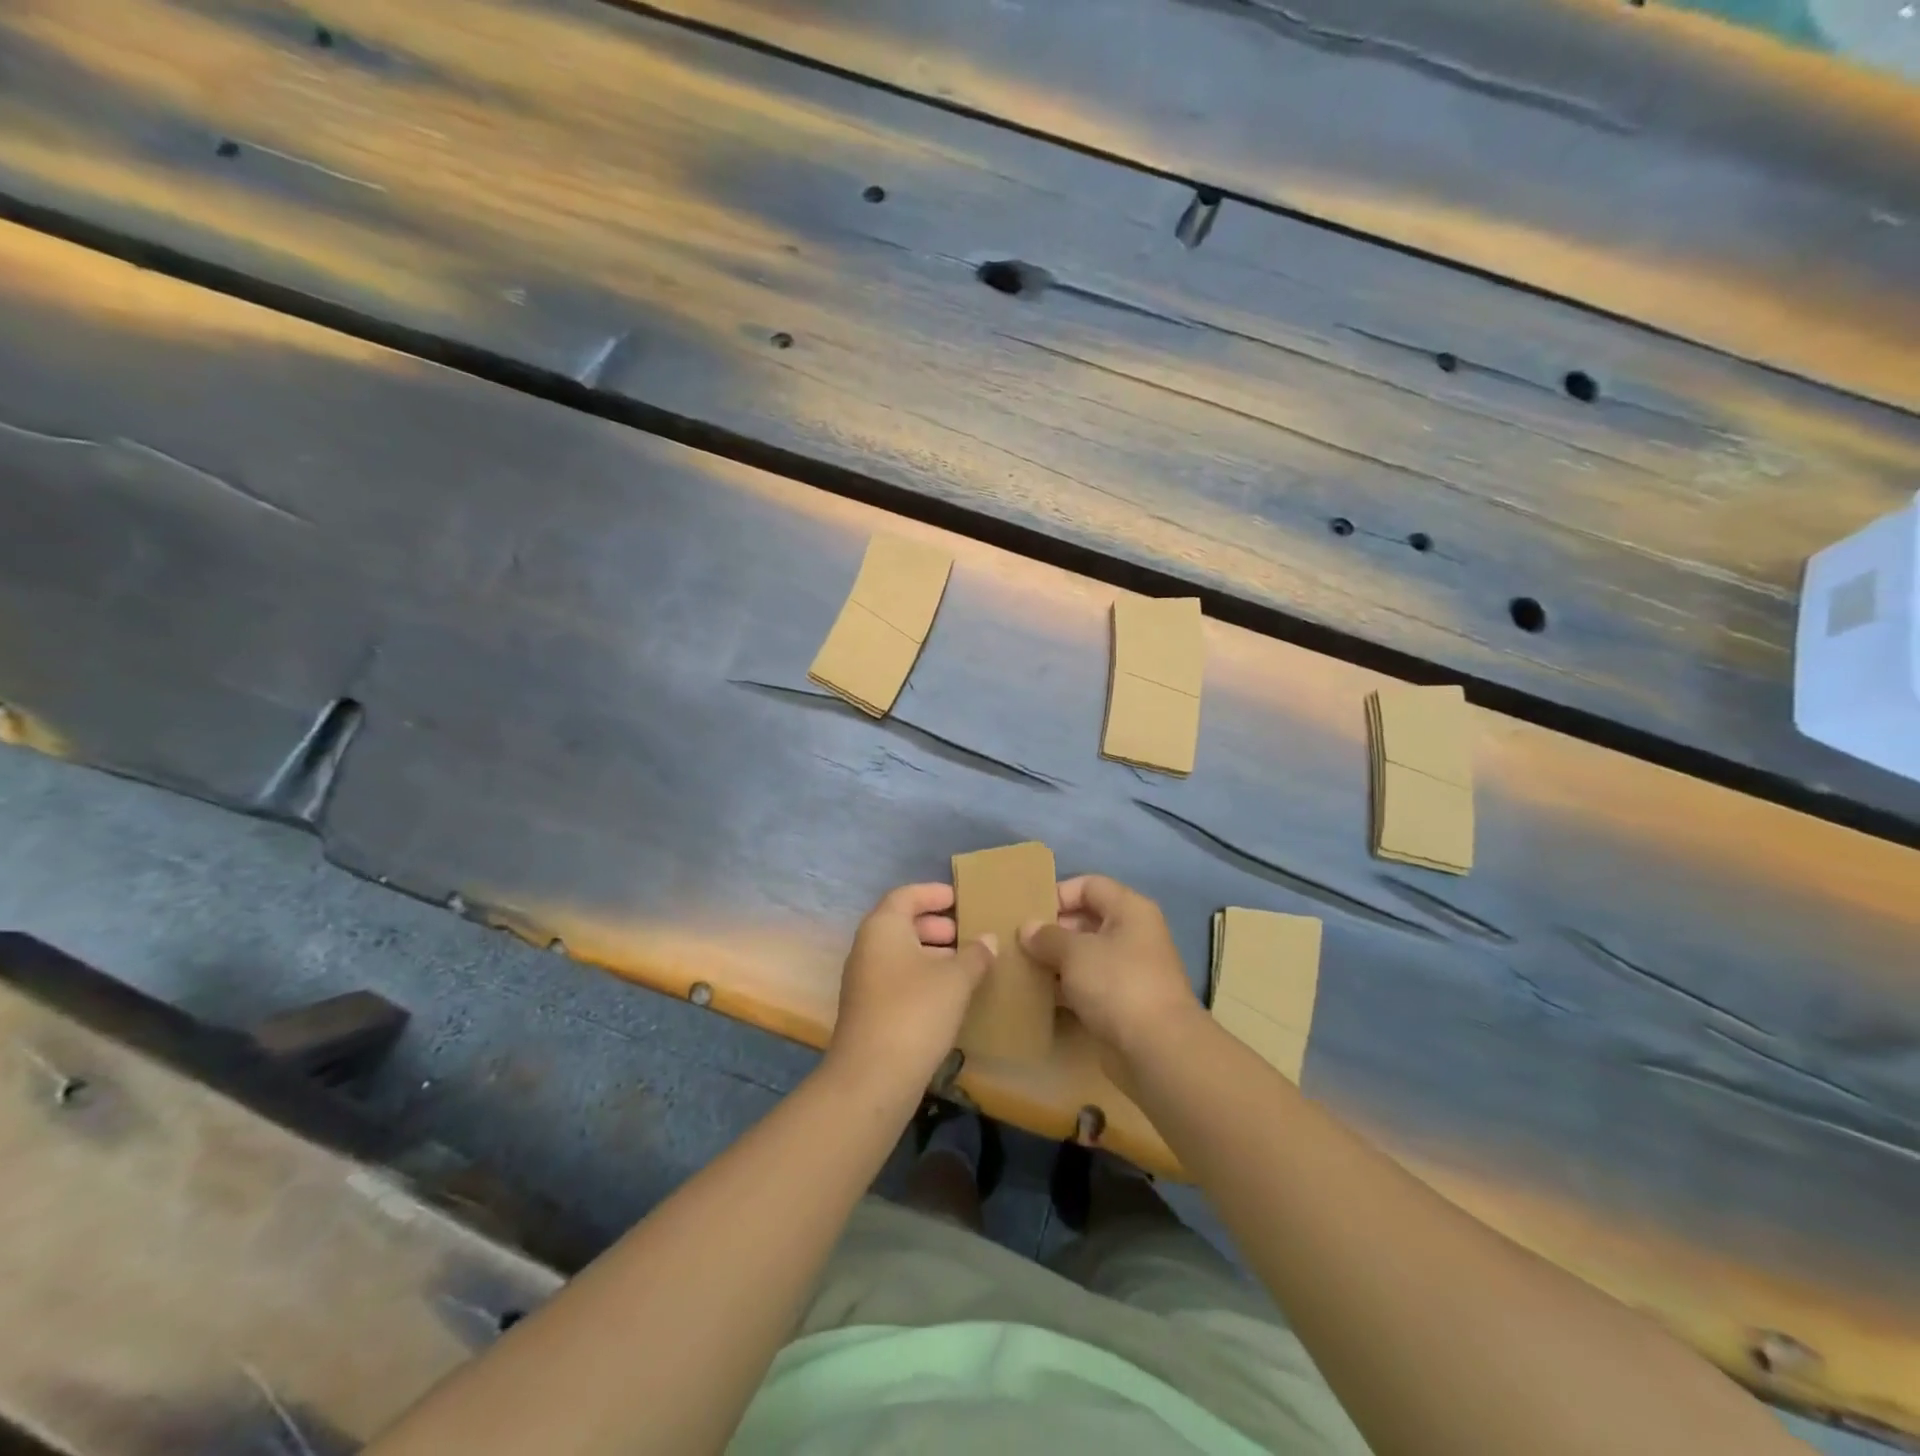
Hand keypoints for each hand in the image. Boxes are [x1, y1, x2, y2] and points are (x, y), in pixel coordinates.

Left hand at [828, 883, 994, 1095]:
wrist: (872, 1077)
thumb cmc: (915, 1011)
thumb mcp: (955, 979)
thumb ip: (975, 954)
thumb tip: (988, 940)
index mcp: (883, 927)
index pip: (906, 895)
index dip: (934, 893)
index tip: (960, 898)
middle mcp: (868, 947)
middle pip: (902, 923)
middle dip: (936, 925)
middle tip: (968, 933)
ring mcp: (864, 980)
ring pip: (901, 953)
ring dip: (933, 953)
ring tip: (967, 964)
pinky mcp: (869, 1009)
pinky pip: (899, 978)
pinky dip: (923, 977)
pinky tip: (951, 994)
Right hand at [1020, 875, 1199, 1059]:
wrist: (1158, 1049)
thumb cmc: (1117, 984)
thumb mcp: (1075, 953)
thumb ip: (1047, 936)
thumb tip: (1027, 928)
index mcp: (1130, 910)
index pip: (1089, 885)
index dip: (1059, 894)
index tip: (1028, 913)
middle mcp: (1134, 934)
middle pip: (1087, 920)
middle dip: (1053, 930)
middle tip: (1019, 943)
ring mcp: (1131, 970)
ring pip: (1087, 955)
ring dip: (1057, 961)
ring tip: (1023, 967)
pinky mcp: (1124, 1003)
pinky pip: (1090, 985)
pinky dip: (1067, 988)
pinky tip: (1040, 995)